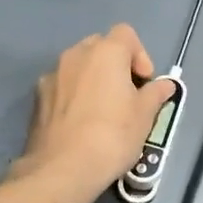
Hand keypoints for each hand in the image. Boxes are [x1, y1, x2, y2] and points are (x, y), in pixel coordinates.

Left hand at [12, 25, 177, 200]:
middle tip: (126, 94)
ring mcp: (52, 75)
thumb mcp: (145, 116)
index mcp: (105, 52)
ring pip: (78, 67)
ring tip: (102, 111)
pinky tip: (80, 123)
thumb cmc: (113, 136)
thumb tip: (165, 85)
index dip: (140, 55)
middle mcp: (75, 55)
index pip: (126, 34)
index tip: (145, 82)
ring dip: (92, 79)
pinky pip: (62, 86)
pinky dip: (73, 95)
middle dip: (115, 65)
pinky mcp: (37, 98)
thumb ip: (155, 94)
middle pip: (100, 46)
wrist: (63, 169)